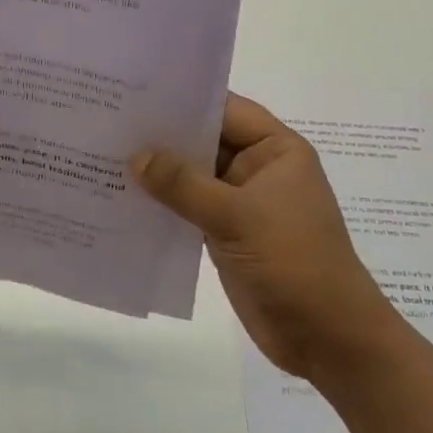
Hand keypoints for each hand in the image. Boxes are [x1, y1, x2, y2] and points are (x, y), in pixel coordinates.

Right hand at [132, 94, 400, 380]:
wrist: (328, 340)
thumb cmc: (294, 262)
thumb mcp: (237, 216)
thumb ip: (183, 184)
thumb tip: (135, 157)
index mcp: (275, 150)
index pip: (224, 110)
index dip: (183, 100)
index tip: (135, 93)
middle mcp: (257, 168)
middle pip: (204, 140)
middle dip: (162, 136)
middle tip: (108, 120)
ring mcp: (241, 202)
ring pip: (192, 175)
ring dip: (157, 171)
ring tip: (104, 154)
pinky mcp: (226, 232)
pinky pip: (187, 206)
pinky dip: (162, 203)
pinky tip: (123, 196)